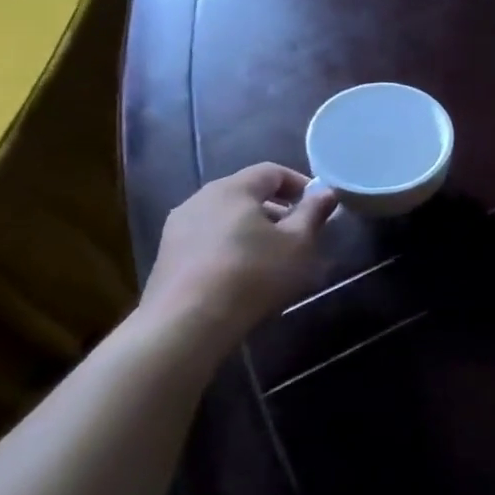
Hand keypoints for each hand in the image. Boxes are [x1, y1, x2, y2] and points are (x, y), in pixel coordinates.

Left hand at [141, 164, 336, 346]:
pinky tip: (244, 274)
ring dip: (254, 229)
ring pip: (226, 217)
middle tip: (300, 233)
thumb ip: (313, 213)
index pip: (271, 171)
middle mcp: (200, 199)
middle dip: (277, 209)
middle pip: (246, 193)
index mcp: (233, 189)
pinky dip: (231, 246)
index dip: (300, 184)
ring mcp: (178, 228)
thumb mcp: (297, 243)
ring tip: (274, 256)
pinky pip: (208, 239)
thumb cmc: (252, 274)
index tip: (319, 206)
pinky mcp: (168, 256)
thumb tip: (326, 192)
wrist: (187, 323)